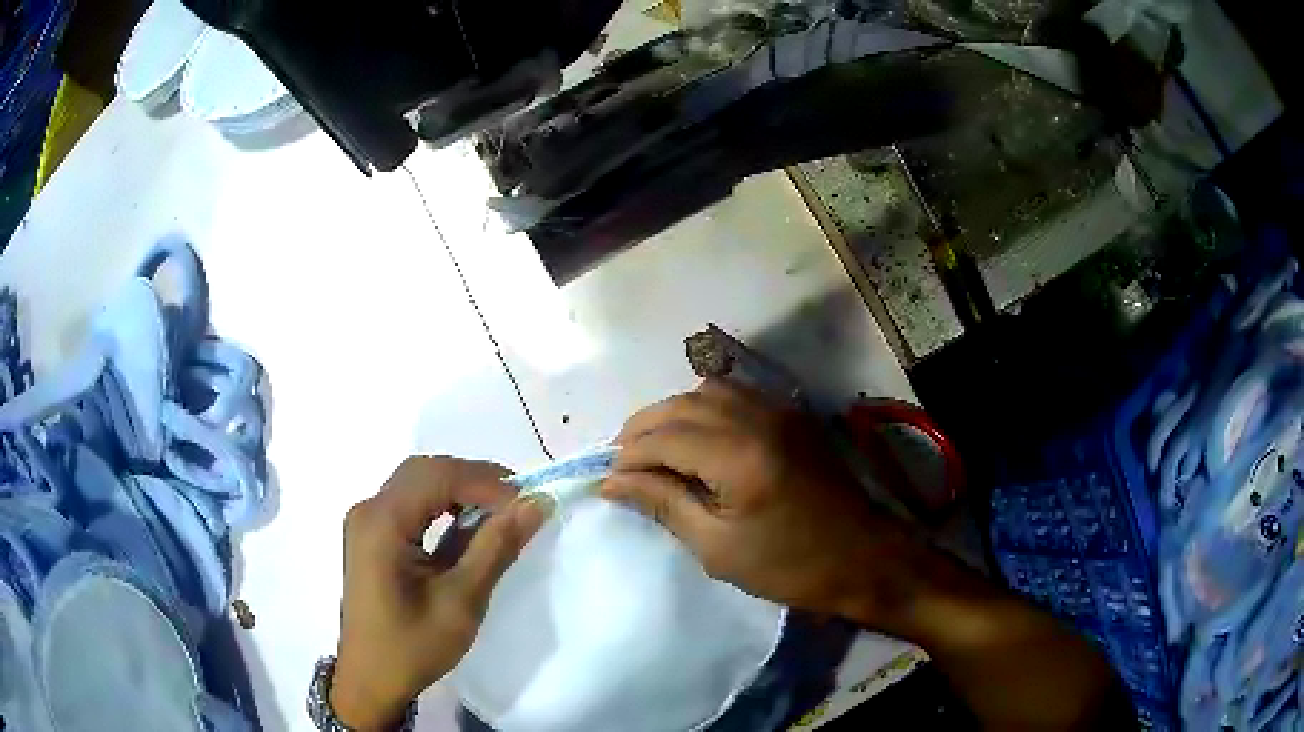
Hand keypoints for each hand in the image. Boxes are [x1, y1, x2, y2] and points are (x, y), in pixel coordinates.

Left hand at [332, 456, 551, 730]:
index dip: (487, 483)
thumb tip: (535, 503)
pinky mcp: (371, 534)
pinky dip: (442, 504)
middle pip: (425, 471)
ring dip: (459, 489)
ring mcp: (366, 521)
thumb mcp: (461, 601)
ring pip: (417, 481)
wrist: (371, 679)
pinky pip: (409, 502)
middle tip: (518, 504)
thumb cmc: (413, 646)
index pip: (438, 476)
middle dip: (474, 480)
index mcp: (382, 522)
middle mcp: (368, 509)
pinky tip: (466, 526)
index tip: (528, 505)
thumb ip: (496, 547)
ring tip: (499, 513)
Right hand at [601, 381, 926, 626]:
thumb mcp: (717, 547)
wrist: (863, 558)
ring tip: (653, 450)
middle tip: (621, 465)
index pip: (663, 437)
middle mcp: (757, 417)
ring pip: (706, 391)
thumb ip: (663, 502)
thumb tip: (612, 481)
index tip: (606, 482)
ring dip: (671, 415)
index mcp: (739, 455)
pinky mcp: (791, 414)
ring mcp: (779, 409)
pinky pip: (735, 394)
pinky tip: (695, 437)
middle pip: (680, 405)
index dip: (627, 456)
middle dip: (641, 430)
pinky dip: (703, 408)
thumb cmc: (789, 566)